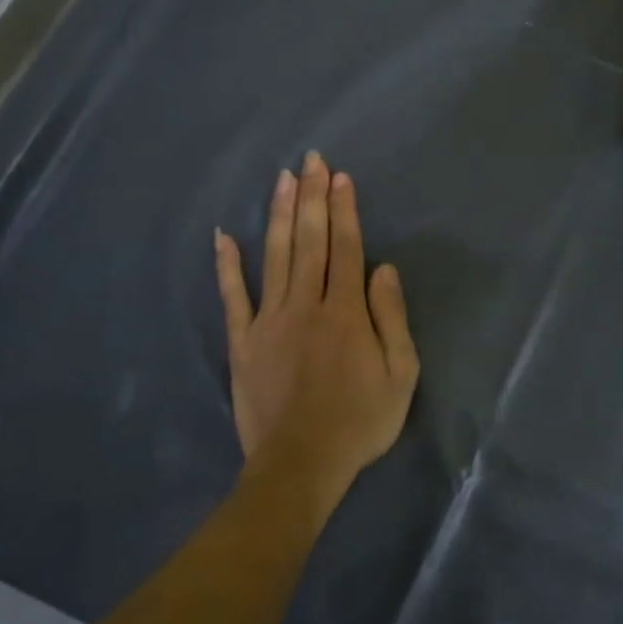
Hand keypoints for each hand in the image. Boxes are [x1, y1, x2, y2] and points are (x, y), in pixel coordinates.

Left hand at [214, 152, 419, 507]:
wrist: (301, 464)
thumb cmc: (359, 421)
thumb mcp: (400, 375)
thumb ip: (392, 318)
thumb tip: (383, 269)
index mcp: (346, 311)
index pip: (346, 248)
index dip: (344, 210)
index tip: (340, 177)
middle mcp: (306, 304)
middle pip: (310, 241)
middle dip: (312, 197)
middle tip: (311, 160)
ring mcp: (269, 320)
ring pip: (275, 256)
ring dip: (280, 215)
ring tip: (281, 179)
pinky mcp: (243, 341)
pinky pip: (234, 297)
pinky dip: (228, 266)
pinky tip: (223, 236)